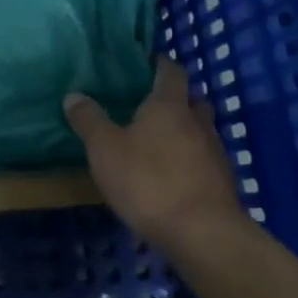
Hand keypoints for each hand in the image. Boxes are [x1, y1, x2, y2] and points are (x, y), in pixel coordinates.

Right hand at [64, 54, 241, 251]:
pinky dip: (192, 161)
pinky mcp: (224, 185)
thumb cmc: (148, 181)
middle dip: (177, 99)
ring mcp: (216, 154)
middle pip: (193, 100)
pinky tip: (174, 176)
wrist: (203, 235)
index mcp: (169, 106)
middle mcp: (198, 123)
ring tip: (160, 143)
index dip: (161, 64)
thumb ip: (89, 120)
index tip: (149, 62)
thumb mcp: (104, 149)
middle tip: (152, 105)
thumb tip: (73, 95)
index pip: (171, 72)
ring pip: (202, 131)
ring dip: (186, 132)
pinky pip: (205, 161)